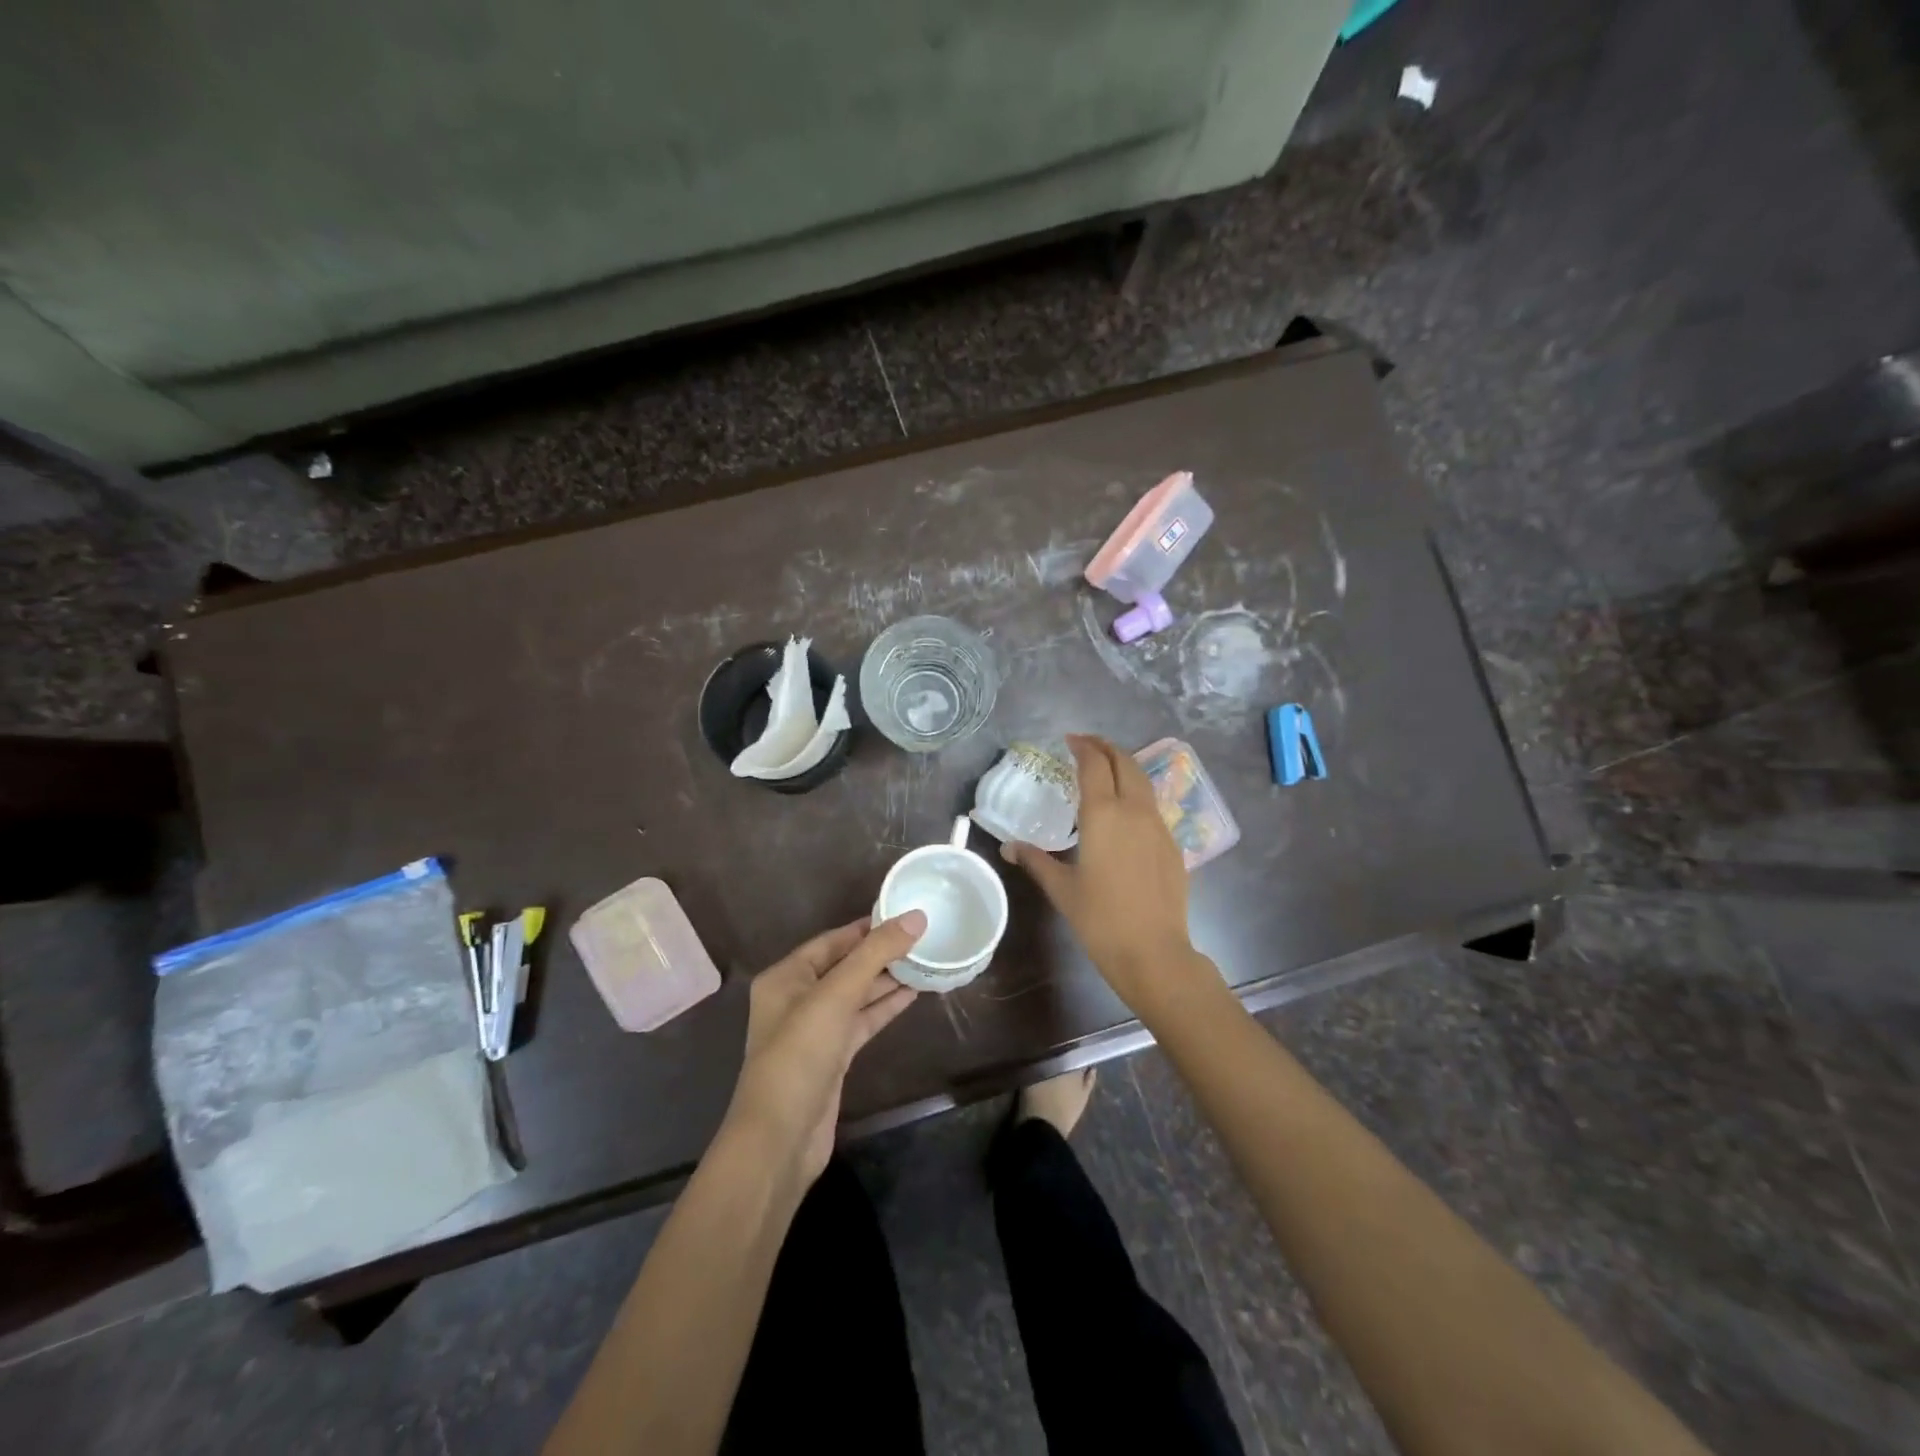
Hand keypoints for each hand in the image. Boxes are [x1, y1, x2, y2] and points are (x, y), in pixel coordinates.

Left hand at [721, 913, 924, 1186]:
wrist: (781, 1138)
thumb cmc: (800, 1054)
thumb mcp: (837, 995)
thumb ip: (876, 954)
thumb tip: (915, 917)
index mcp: (786, 977)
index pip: (832, 940)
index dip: (867, 927)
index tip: (904, 914)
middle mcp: (797, 998)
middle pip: (845, 966)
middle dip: (881, 953)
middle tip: (923, 937)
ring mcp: (815, 1030)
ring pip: (856, 994)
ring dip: (887, 980)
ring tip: (925, 961)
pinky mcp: (832, 1056)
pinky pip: (862, 1021)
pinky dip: (884, 1007)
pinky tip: (913, 994)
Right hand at [1004, 734, 1207, 1012]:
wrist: (1153, 951)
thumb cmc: (1100, 919)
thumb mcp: (1062, 888)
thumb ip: (1036, 861)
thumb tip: (1009, 847)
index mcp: (1103, 814)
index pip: (1094, 764)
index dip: (1082, 747)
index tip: (1070, 740)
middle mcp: (1134, 810)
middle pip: (1125, 762)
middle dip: (1106, 747)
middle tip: (1087, 745)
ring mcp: (1158, 826)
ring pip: (1143, 781)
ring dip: (1124, 766)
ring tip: (1106, 770)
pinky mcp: (1172, 844)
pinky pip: (1152, 805)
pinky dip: (1137, 793)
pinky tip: (1126, 811)